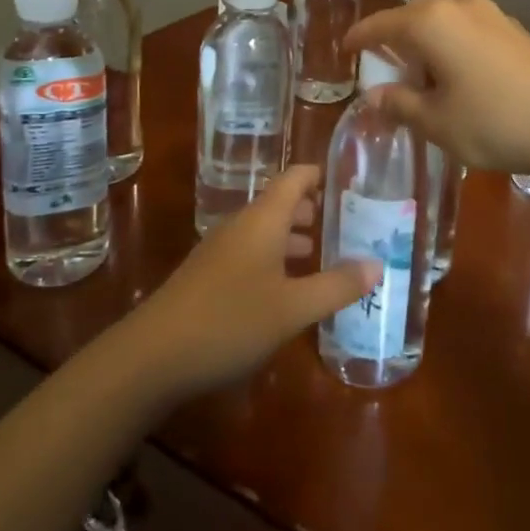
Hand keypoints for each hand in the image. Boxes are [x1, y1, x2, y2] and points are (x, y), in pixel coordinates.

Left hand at [126, 166, 378, 400]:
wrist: (151, 356)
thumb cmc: (230, 320)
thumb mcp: (292, 308)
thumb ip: (336, 286)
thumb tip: (377, 265)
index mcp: (263, 219)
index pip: (295, 177)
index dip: (320, 174)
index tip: (349, 180)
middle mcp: (241, 226)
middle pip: (279, 203)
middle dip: (311, 210)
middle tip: (345, 223)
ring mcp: (219, 251)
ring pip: (263, 231)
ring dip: (291, 238)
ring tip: (320, 254)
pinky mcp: (207, 277)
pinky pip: (249, 254)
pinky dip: (273, 260)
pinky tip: (285, 290)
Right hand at [344, 0, 529, 175]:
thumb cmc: (492, 123)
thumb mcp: (436, 122)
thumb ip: (399, 105)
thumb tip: (374, 97)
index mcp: (430, 24)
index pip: (381, 25)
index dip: (360, 38)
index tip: (345, 49)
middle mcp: (458, 7)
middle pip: (412, 16)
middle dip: (393, 37)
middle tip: (382, 65)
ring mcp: (490, 14)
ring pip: (442, 20)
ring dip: (424, 40)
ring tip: (420, 72)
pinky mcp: (513, 28)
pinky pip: (466, 28)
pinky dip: (450, 43)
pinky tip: (457, 72)